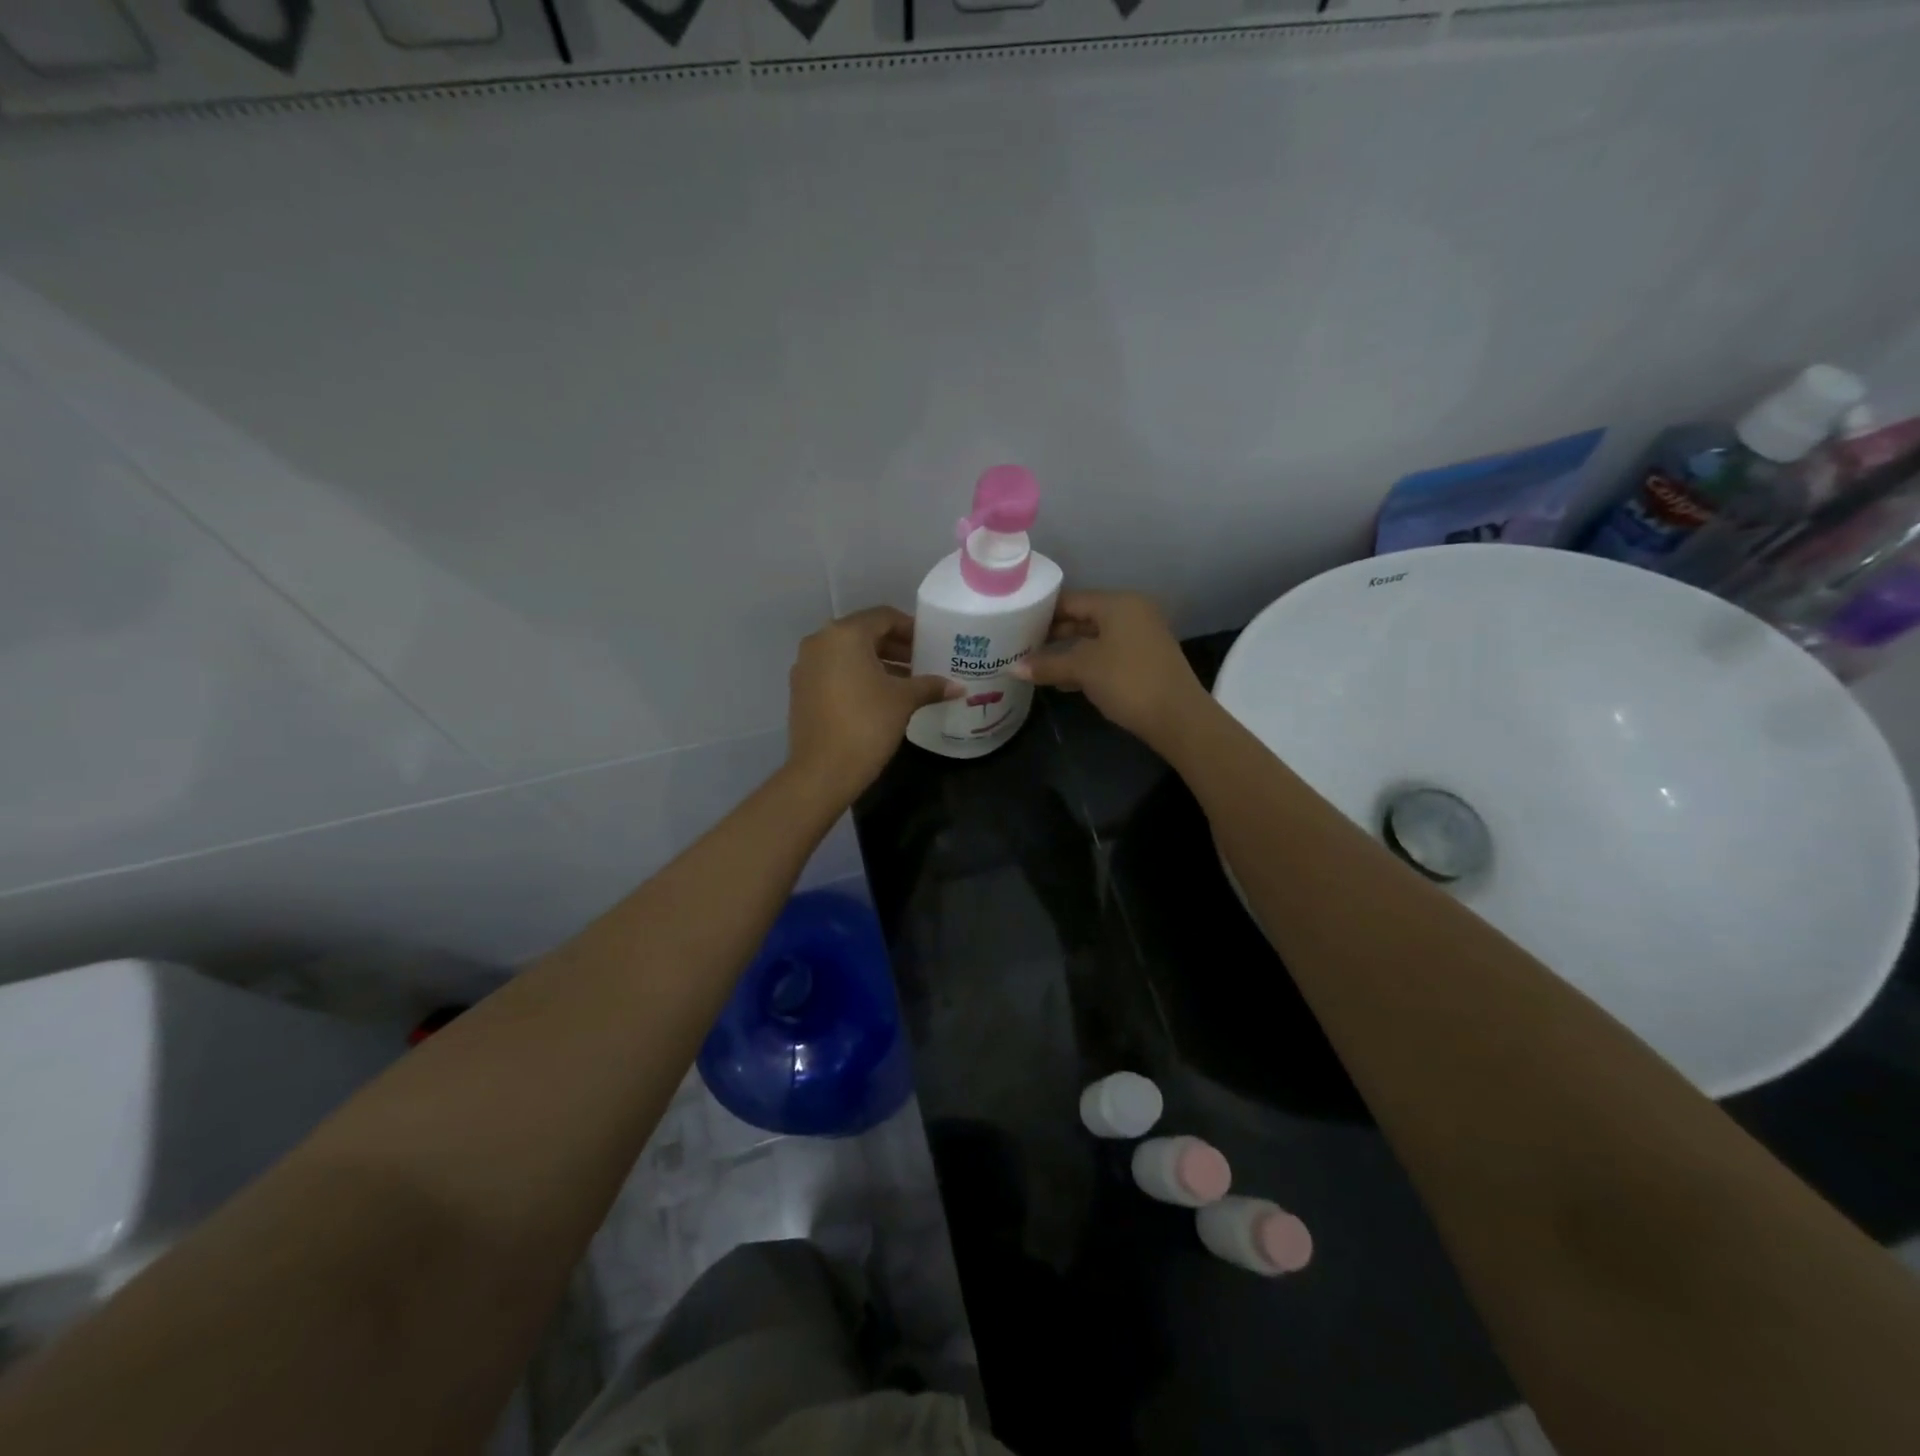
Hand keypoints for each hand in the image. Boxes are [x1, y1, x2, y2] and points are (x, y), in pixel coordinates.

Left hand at [786, 606, 958, 804]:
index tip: (931, 643)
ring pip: (848, 654)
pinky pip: (834, 671)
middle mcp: (820, 641)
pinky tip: (880, 696)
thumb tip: (958, 687)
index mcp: (845, 634)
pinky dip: (857, 676)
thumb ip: (930, 686)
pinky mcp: (801, 689)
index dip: (910, 628)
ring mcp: (806, 666)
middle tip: (922, 662)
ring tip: (907, 681)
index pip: (884, 617)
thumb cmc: (867, 724)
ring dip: (878, 662)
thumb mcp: (903, 701)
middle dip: (895, 646)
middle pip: (864, 633)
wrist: (822, 771)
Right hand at [1012, 591, 1210, 749]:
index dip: (1042, 612)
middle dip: (1053, 634)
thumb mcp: (1083, 669)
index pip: (1071, 599)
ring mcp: (1141, 636)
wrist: (1177, 717)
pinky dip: (1085, 663)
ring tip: (1035, 664)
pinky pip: (1107, 653)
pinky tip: (1063, 680)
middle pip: (1083, 617)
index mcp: (1118, 603)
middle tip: (1021, 646)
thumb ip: (1047, 665)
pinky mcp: (1144, 659)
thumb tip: (1012, 668)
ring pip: (1094, 638)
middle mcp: (1132, 612)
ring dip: (1067, 651)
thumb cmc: (1127, 681)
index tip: (1016, 625)